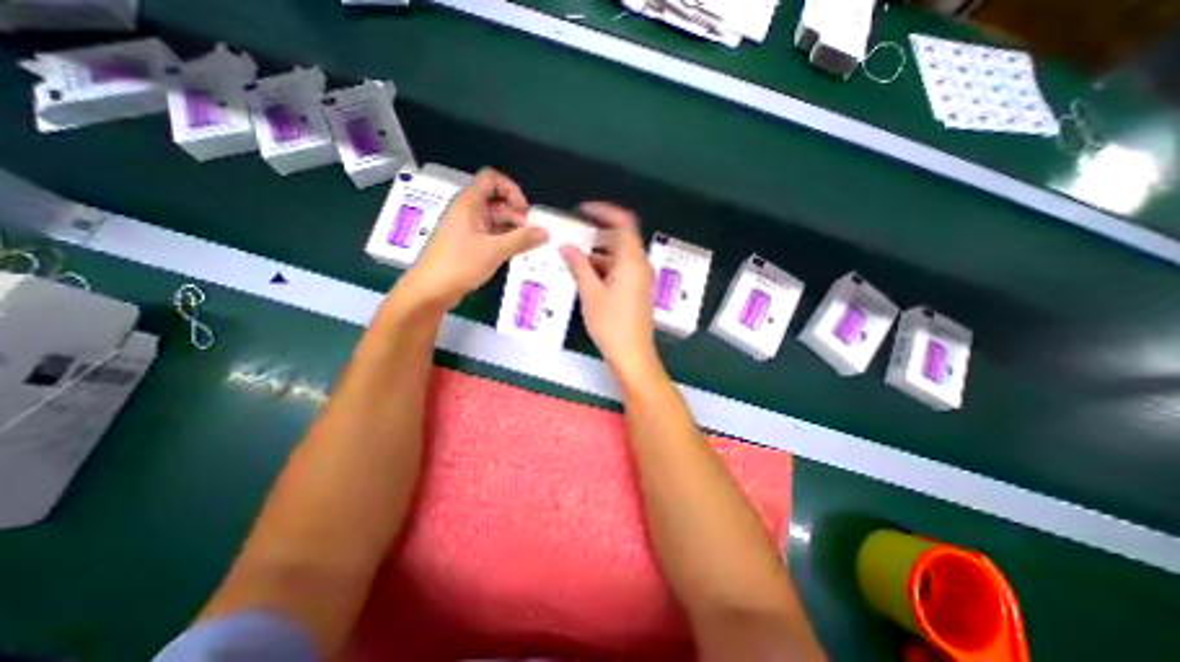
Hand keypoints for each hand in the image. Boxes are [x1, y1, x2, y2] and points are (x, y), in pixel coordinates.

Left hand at [402, 165, 548, 306]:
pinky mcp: (469, 243)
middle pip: (497, 201)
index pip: (491, 179)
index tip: (523, 210)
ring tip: (529, 245)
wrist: (432, 289)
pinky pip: (492, 234)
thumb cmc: (460, 263)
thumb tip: (545, 232)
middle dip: (517, 214)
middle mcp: (469, 211)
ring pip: (496, 220)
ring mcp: (468, 227)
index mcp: (470, 203)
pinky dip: (505, 240)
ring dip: (513, 229)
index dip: (511, 189)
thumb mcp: (495, 251)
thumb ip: (522, 240)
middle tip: (532, 233)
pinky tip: (518, 252)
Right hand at [558, 201, 659, 376]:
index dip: (605, 212)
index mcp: (632, 262)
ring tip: (573, 256)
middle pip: (621, 240)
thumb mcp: (590, 293)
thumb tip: (566, 246)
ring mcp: (640, 280)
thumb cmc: (611, 324)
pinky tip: (585, 274)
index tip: (583, 211)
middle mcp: (640, 266)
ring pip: (619, 257)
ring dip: (598, 253)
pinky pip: (621, 270)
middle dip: (596, 235)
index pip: (624, 223)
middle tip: (573, 235)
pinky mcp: (637, 291)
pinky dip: (604, 268)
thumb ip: (579, 266)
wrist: (632, 355)